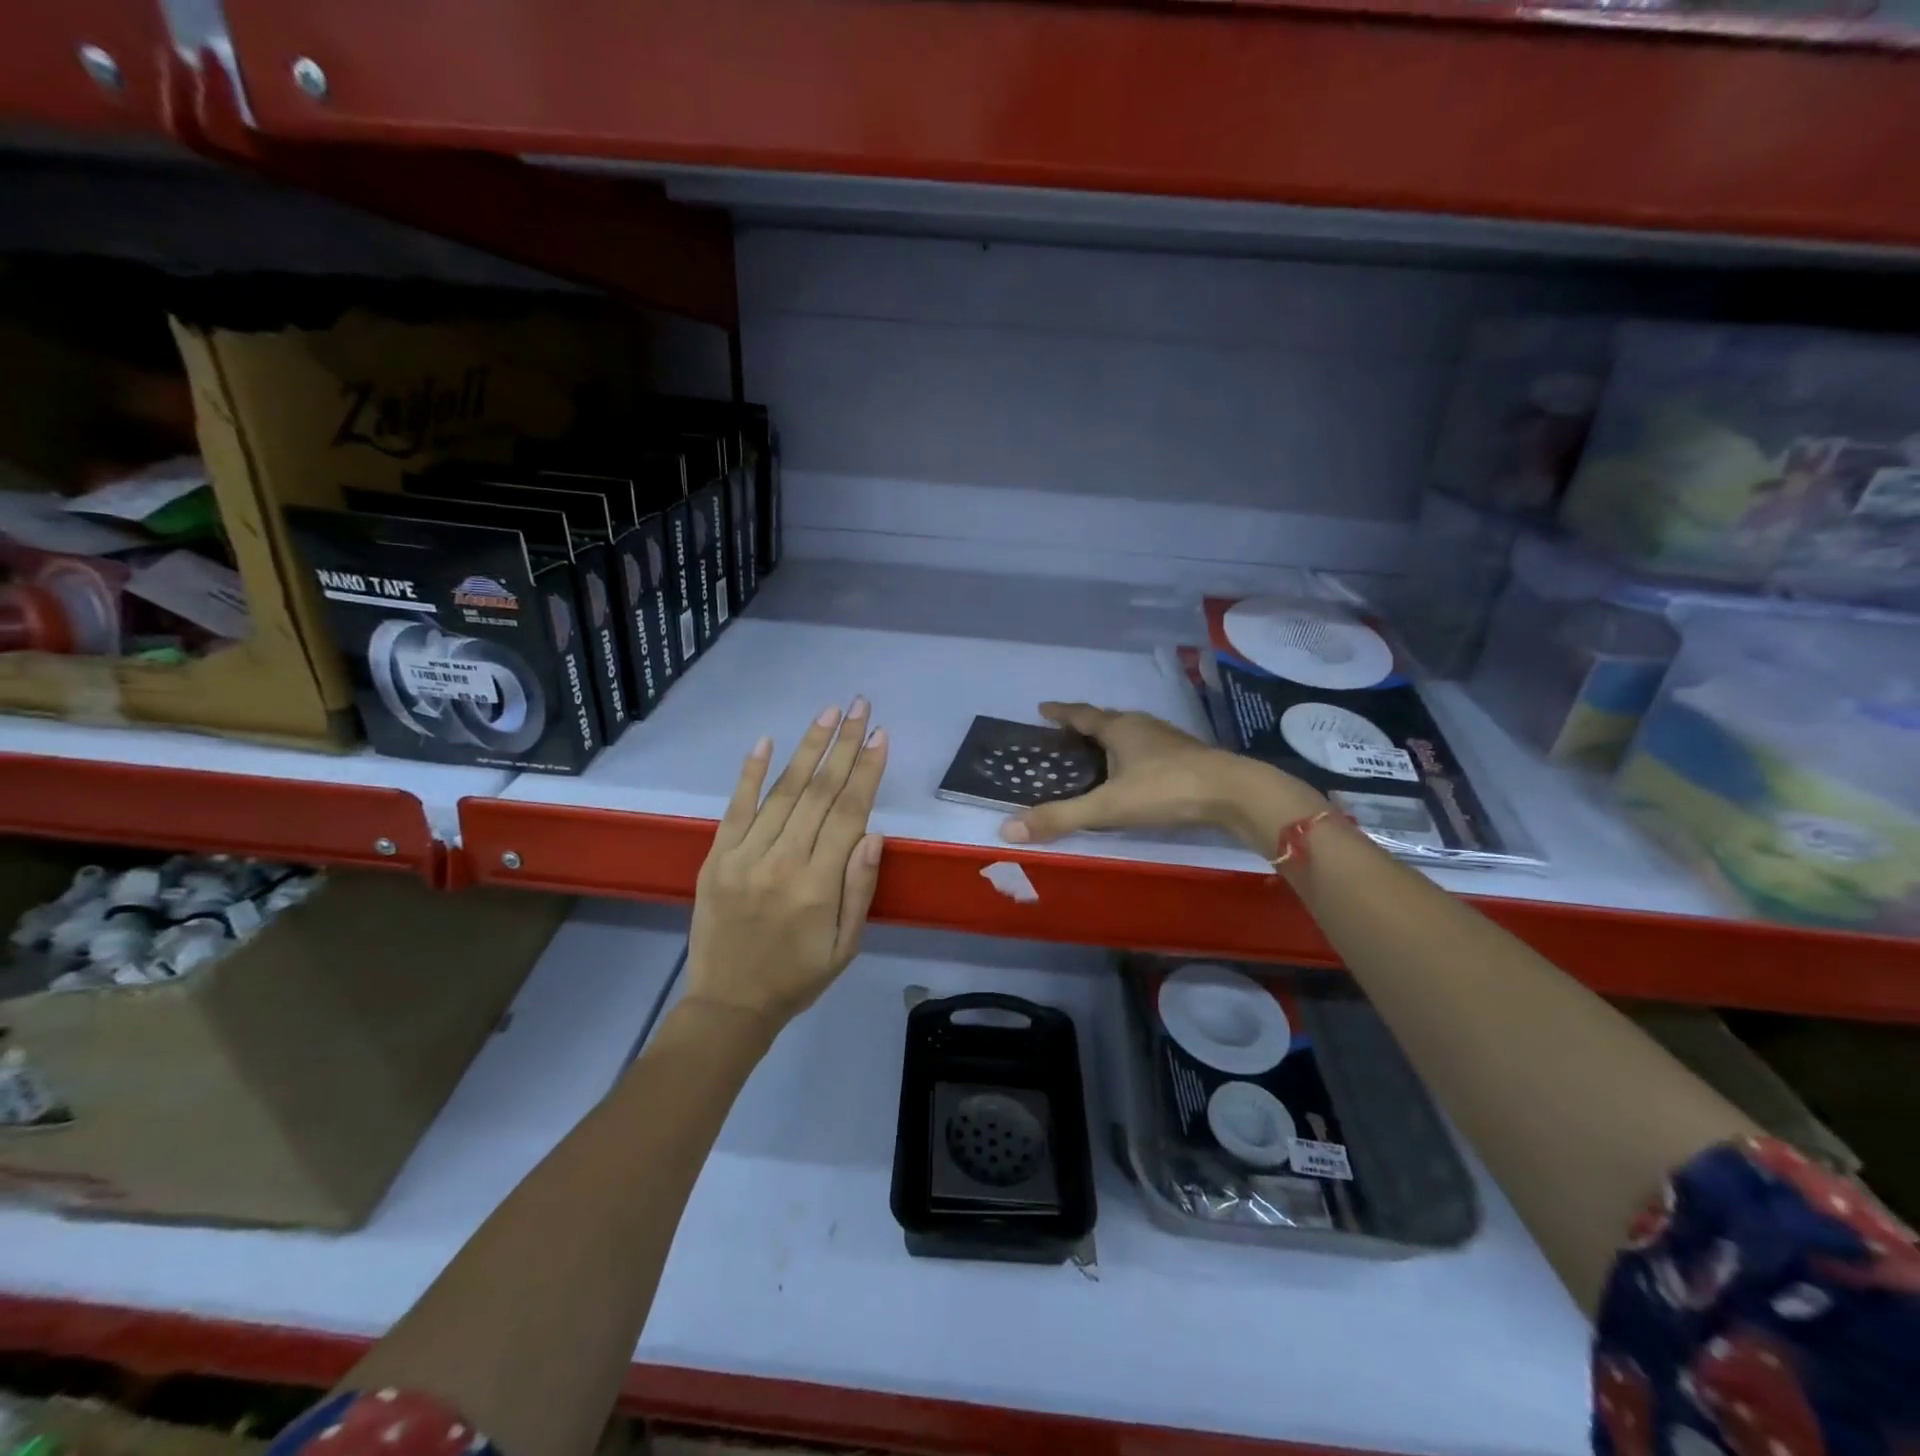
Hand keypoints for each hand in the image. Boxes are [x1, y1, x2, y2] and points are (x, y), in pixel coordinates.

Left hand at [684, 698, 887, 1031]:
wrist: (729, 1005)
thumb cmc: (798, 977)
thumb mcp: (846, 946)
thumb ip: (859, 889)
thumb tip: (873, 834)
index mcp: (817, 885)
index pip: (848, 813)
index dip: (867, 771)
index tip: (881, 736)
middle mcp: (781, 861)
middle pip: (819, 792)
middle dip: (844, 745)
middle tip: (860, 707)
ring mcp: (744, 856)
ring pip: (782, 791)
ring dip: (807, 748)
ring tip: (828, 713)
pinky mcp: (717, 857)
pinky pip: (736, 808)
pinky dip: (750, 773)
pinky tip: (766, 741)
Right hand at [998, 701, 1325, 853]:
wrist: (1233, 791)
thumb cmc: (1165, 790)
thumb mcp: (1107, 807)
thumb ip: (1060, 817)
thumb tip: (1007, 829)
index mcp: (1119, 728)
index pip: (1081, 715)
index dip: (1060, 713)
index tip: (1042, 708)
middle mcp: (1142, 725)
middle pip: (1106, 719)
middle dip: (1084, 724)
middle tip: (1065, 734)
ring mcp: (1168, 738)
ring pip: (1131, 732)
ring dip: (1111, 738)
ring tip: (1097, 753)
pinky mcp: (1187, 754)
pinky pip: (1149, 747)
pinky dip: (1133, 753)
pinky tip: (1136, 771)